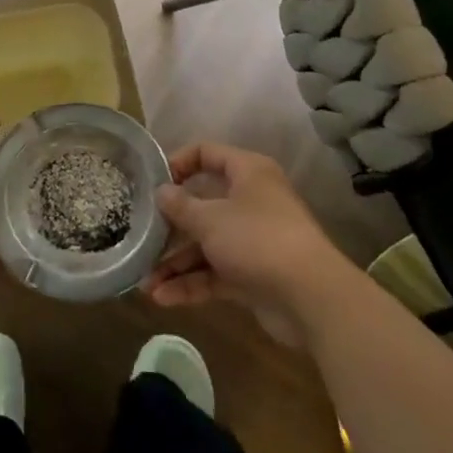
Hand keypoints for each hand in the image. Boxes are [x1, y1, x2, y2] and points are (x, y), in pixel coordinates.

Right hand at [142, 141, 351, 345]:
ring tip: (144, 282)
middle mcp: (251, 201)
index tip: (152, 182)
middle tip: (141, 234)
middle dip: (170, 225)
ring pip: (205, 244)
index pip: (207, 153)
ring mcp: (252, 240)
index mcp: (247, 173)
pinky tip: (162, 297)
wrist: (311, 298)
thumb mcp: (210, 218)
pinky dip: (191, 283)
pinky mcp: (253, 274)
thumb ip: (180, 205)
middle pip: (202, 204)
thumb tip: (161, 192)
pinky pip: (215, 273)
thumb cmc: (257, 239)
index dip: (177, 163)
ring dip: (175, 262)